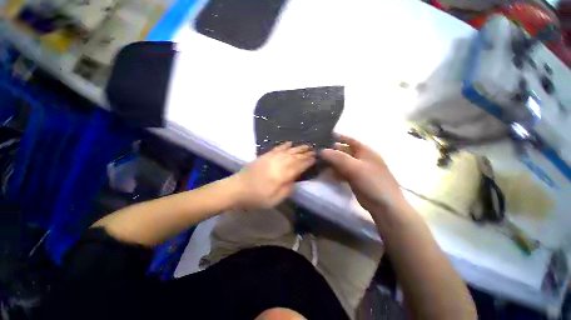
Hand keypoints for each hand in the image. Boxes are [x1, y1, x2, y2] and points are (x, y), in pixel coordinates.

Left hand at [231, 142, 315, 209]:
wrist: (237, 188)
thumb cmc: (256, 197)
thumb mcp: (274, 200)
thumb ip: (287, 190)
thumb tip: (294, 180)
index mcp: (282, 175)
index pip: (299, 166)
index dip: (308, 161)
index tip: (315, 158)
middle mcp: (279, 164)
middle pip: (295, 156)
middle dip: (305, 153)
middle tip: (314, 150)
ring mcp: (271, 158)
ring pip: (288, 151)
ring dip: (298, 148)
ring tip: (306, 145)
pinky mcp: (264, 156)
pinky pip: (277, 148)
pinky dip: (284, 145)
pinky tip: (289, 143)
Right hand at [321, 134, 405, 212]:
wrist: (383, 205)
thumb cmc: (372, 181)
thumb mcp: (354, 167)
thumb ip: (338, 158)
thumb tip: (322, 151)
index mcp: (365, 151)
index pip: (351, 140)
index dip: (340, 137)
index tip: (328, 135)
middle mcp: (362, 158)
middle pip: (345, 151)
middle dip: (333, 151)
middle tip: (320, 152)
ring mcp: (359, 169)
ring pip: (343, 162)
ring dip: (333, 162)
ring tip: (321, 162)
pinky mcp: (356, 179)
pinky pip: (343, 172)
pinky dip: (336, 172)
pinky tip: (329, 173)